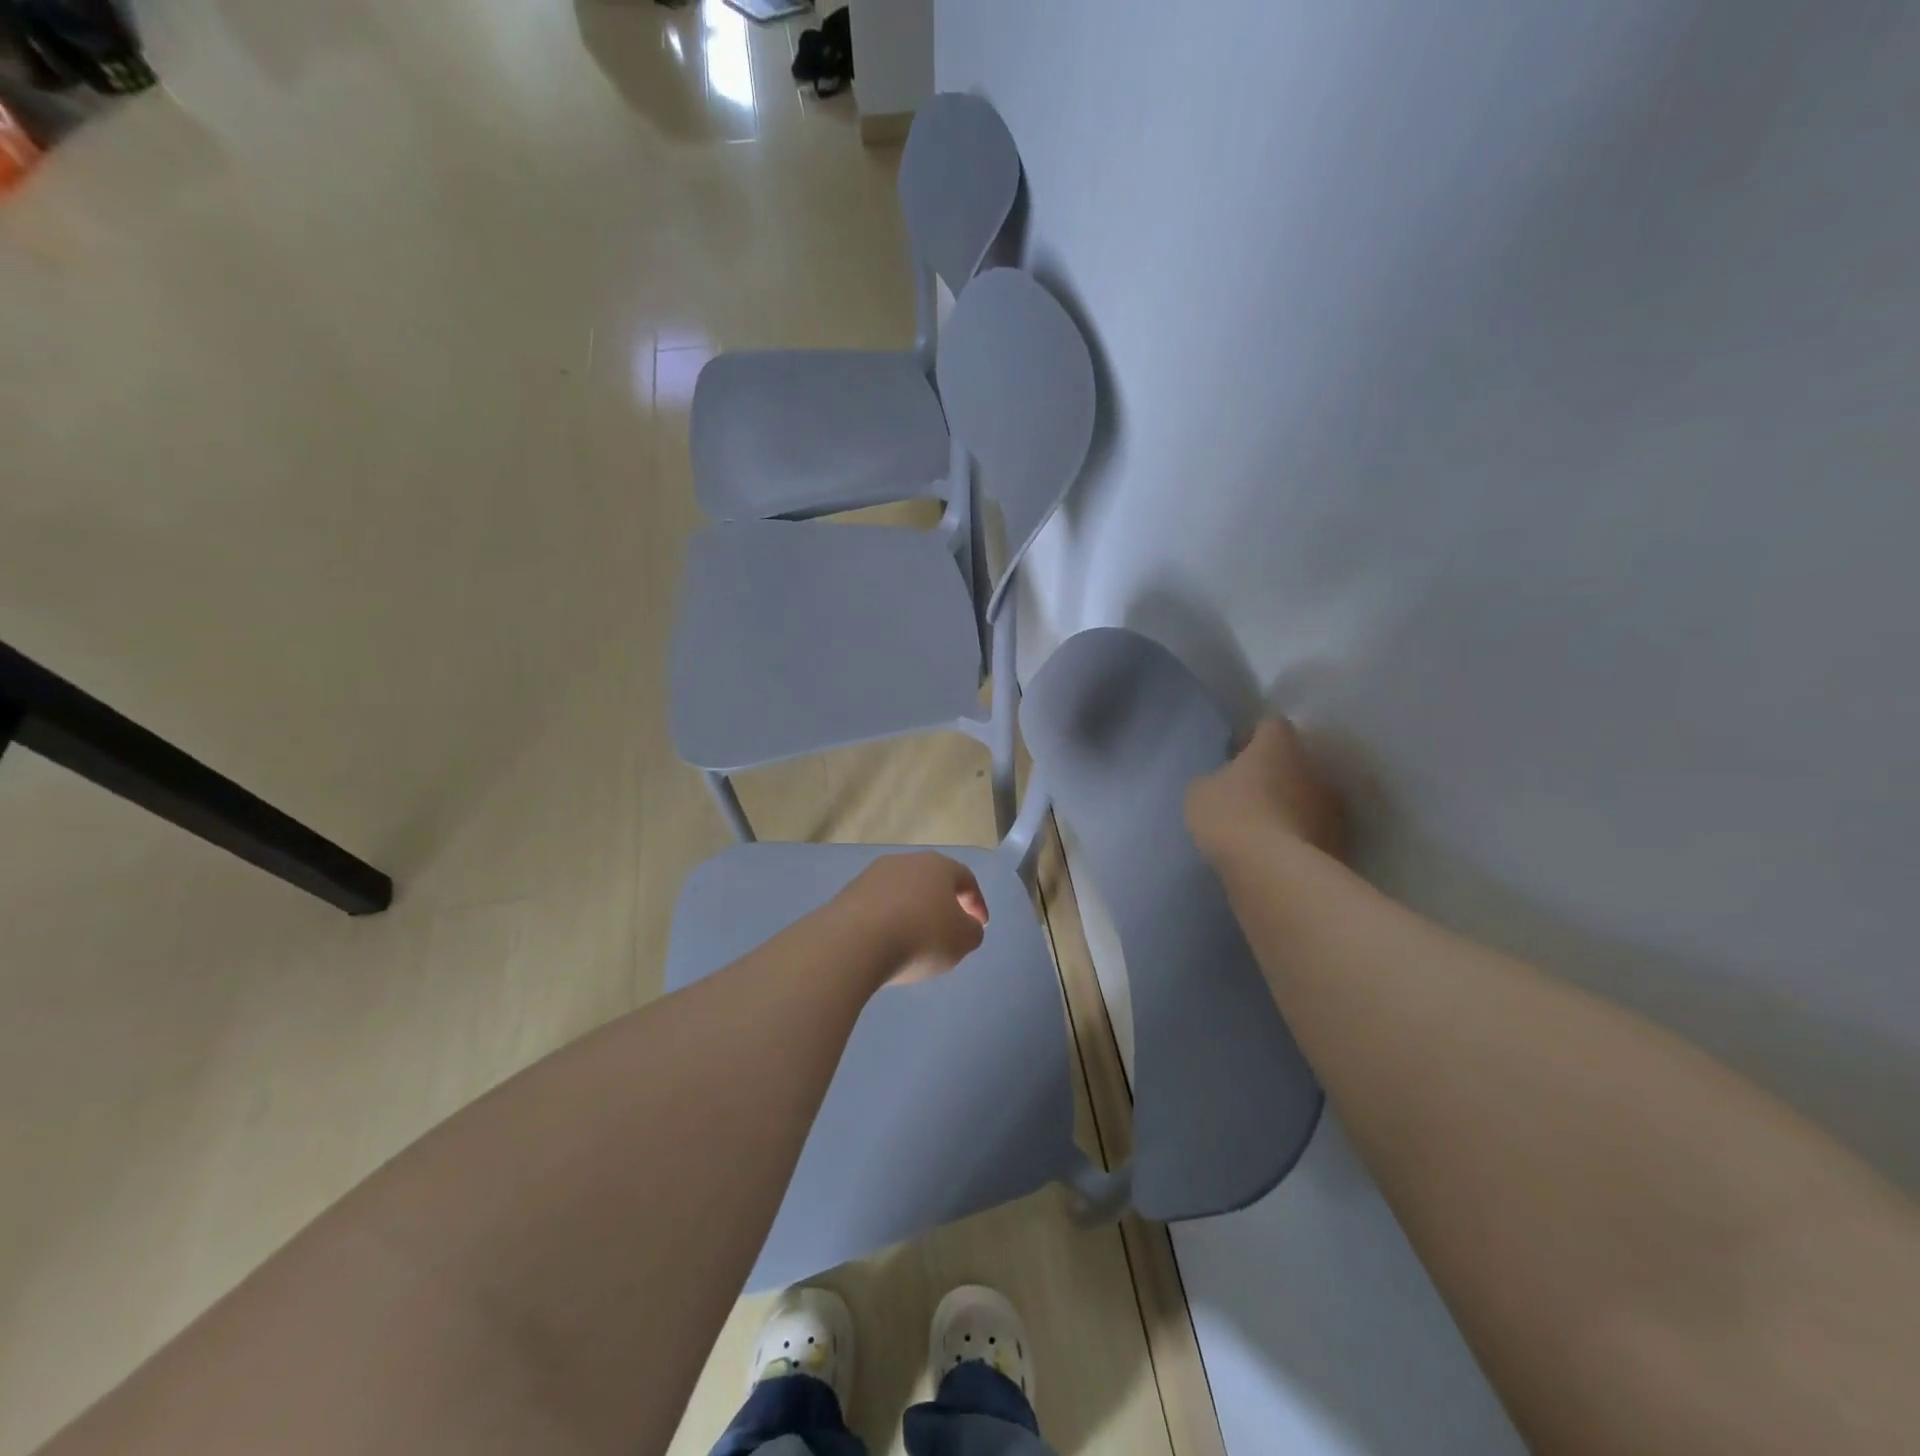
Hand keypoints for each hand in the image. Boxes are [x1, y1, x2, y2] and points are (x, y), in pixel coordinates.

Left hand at [830, 852, 989, 985]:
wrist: (853, 942)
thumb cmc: (920, 936)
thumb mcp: (962, 940)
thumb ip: (972, 931)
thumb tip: (967, 926)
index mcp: (938, 865)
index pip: (965, 878)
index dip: (976, 902)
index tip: (980, 925)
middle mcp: (905, 861)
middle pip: (931, 880)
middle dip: (943, 903)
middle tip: (949, 928)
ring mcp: (873, 875)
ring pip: (902, 891)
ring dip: (913, 911)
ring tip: (915, 939)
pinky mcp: (848, 894)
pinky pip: (878, 906)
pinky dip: (888, 921)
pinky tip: (887, 943)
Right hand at [1185, 717, 1345, 864]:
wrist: (1273, 872)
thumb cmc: (1231, 817)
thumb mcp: (1200, 793)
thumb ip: (1214, 779)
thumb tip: (1224, 783)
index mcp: (1279, 746)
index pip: (1271, 724)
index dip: (1252, 737)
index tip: (1235, 755)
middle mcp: (1313, 768)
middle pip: (1294, 762)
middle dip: (1274, 774)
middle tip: (1248, 793)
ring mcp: (1331, 808)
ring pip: (1307, 797)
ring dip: (1290, 806)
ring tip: (1262, 828)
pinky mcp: (1338, 843)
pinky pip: (1313, 831)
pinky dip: (1298, 837)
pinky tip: (1275, 854)